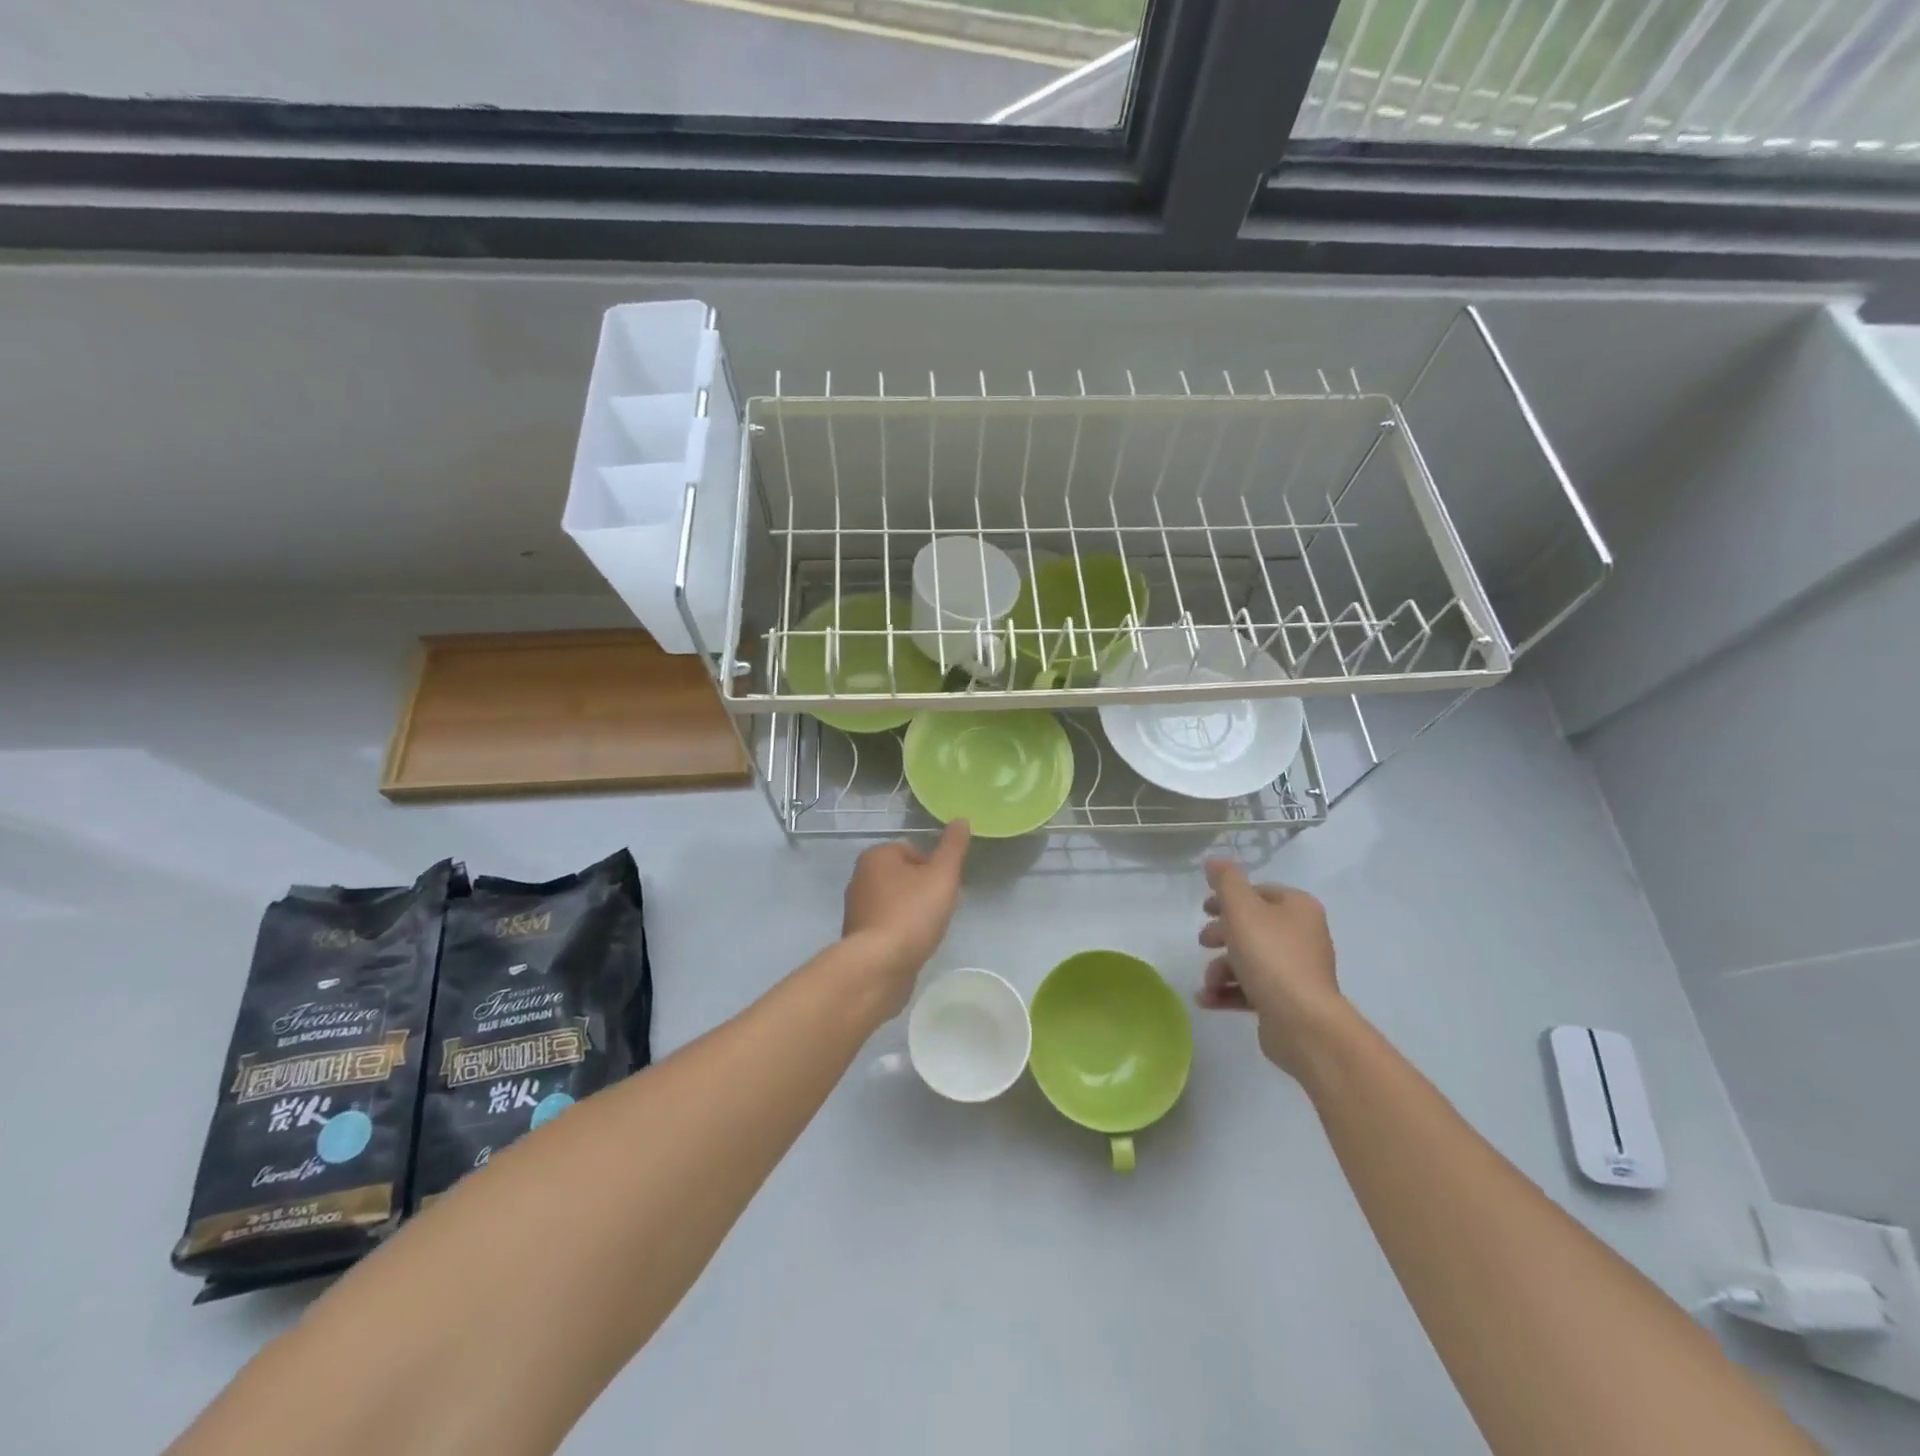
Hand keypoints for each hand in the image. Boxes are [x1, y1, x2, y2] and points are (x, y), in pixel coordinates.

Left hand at [842, 820, 970, 1013]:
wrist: (879, 966)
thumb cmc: (912, 913)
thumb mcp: (942, 875)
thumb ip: (953, 847)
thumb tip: (961, 820)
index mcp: (875, 856)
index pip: (913, 851)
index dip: (933, 868)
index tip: (945, 888)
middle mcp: (860, 878)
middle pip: (904, 876)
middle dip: (924, 890)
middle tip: (940, 909)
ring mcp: (856, 909)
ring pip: (896, 902)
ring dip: (913, 912)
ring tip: (929, 929)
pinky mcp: (858, 937)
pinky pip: (887, 926)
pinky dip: (901, 932)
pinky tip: (914, 945)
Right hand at [1198, 860, 1344, 1076]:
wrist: (1303, 1023)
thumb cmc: (1270, 956)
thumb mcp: (1241, 909)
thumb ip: (1226, 881)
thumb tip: (1215, 860)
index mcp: (1298, 908)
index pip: (1259, 892)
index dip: (1229, 898)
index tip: (1204, 909)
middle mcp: (1302, 935)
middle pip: (1252, 926)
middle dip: (1222, 935)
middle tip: (1203, 942)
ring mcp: (1297, 970)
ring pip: (1249, 959)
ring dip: (1221, 969)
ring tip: (1208, 983)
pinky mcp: (1288, 1000)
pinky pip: (1252, 988)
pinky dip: (1229, 991)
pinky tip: (1207, 1000)